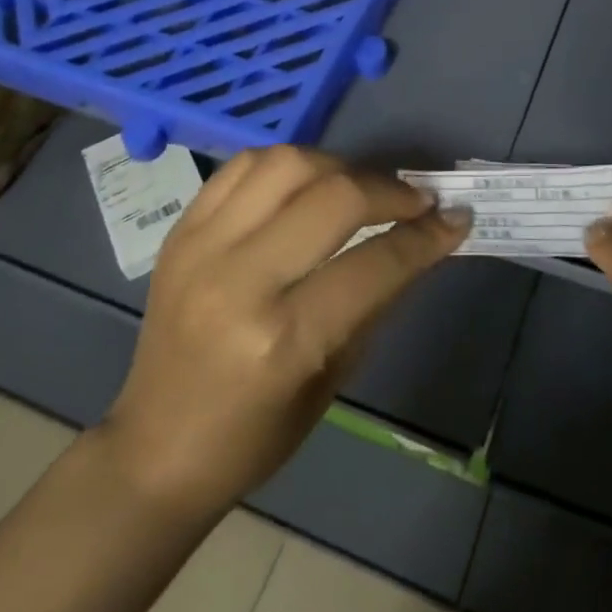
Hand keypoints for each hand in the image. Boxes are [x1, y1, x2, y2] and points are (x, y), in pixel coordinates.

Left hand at [105, 146, 471, 518]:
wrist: (155, 448)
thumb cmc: (255, 435)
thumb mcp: (334, 378)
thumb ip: (377, 299)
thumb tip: (423, 241)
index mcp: (283, 339)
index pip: (374, 263)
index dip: (425, 237)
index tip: (455, 219)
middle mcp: (239, 280)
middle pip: (334, 197)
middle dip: (390, 191)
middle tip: (416, 201)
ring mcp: (201, 247)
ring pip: (286, 163)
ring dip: (338, 165)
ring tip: (360, 188)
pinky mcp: (180, 231)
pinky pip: (241, 168)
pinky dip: (286, 166)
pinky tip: (308, 184)